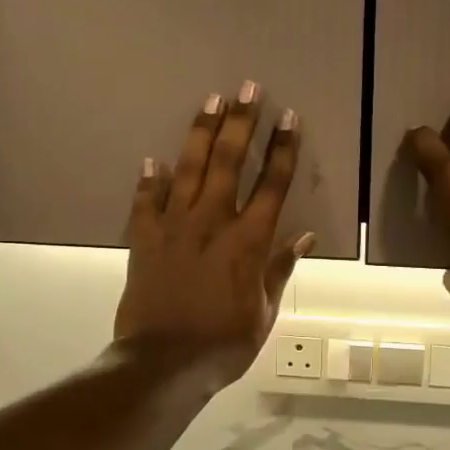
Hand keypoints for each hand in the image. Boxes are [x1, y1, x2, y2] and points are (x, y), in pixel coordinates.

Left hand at [116, 82, 312, 387]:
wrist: (165, 362)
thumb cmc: (225, 341)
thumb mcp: (265, 311)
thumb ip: (282, 268)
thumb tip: (305, 237)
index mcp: (249, 240)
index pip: (273, 184)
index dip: (283, 149)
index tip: (289, 117)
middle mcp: (213, 222)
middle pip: (229, 161)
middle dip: (241, 122)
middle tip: (247, 87)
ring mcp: (175, 227)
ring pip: (188, 169)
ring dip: (200, 133)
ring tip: (210, 101)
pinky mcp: (144, 239)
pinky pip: (145, 202)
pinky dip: (148, 180)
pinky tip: (151, 159)